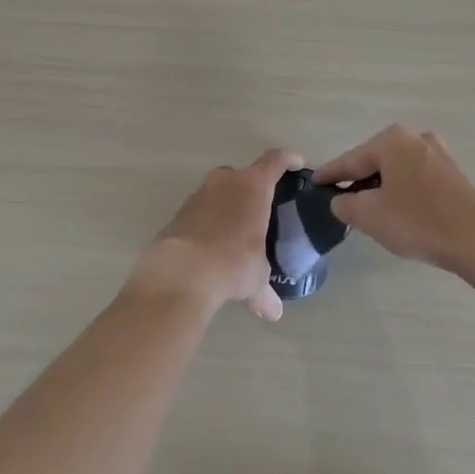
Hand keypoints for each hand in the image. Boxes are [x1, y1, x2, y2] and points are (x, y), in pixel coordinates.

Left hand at [124, 148, 302, 320]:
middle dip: (252, 187)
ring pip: (218, 191)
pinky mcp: (178, 213)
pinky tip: (212, 245)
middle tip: (261, 207)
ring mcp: (198, 195)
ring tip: (235, 230)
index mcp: (253, 186)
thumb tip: (274, 313)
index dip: (288, 160)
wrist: (180, 272)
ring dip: (227, 205)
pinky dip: (208, 221)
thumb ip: (265, 292)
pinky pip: (200, 211)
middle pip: (243, 174)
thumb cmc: (233, 263)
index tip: (297, 164)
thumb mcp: (256, 279)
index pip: (275, 160)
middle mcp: (225, 182)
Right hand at [315, 125, 474, 274]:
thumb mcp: (369, 215)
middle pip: (374, 161)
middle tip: (339, 202)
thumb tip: (340, 200)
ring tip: (366, 210)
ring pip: (396, 170)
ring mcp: (437, 154)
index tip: (313, 184)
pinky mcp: (452, 173)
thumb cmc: (417, 221)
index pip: (350, 160)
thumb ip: (345, 204)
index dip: (330, 175)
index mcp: (392, 140)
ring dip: (380, 188)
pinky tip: (396, 211)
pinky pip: (414, 178)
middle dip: (357, 181)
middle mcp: (415, 138)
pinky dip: (400, 191)